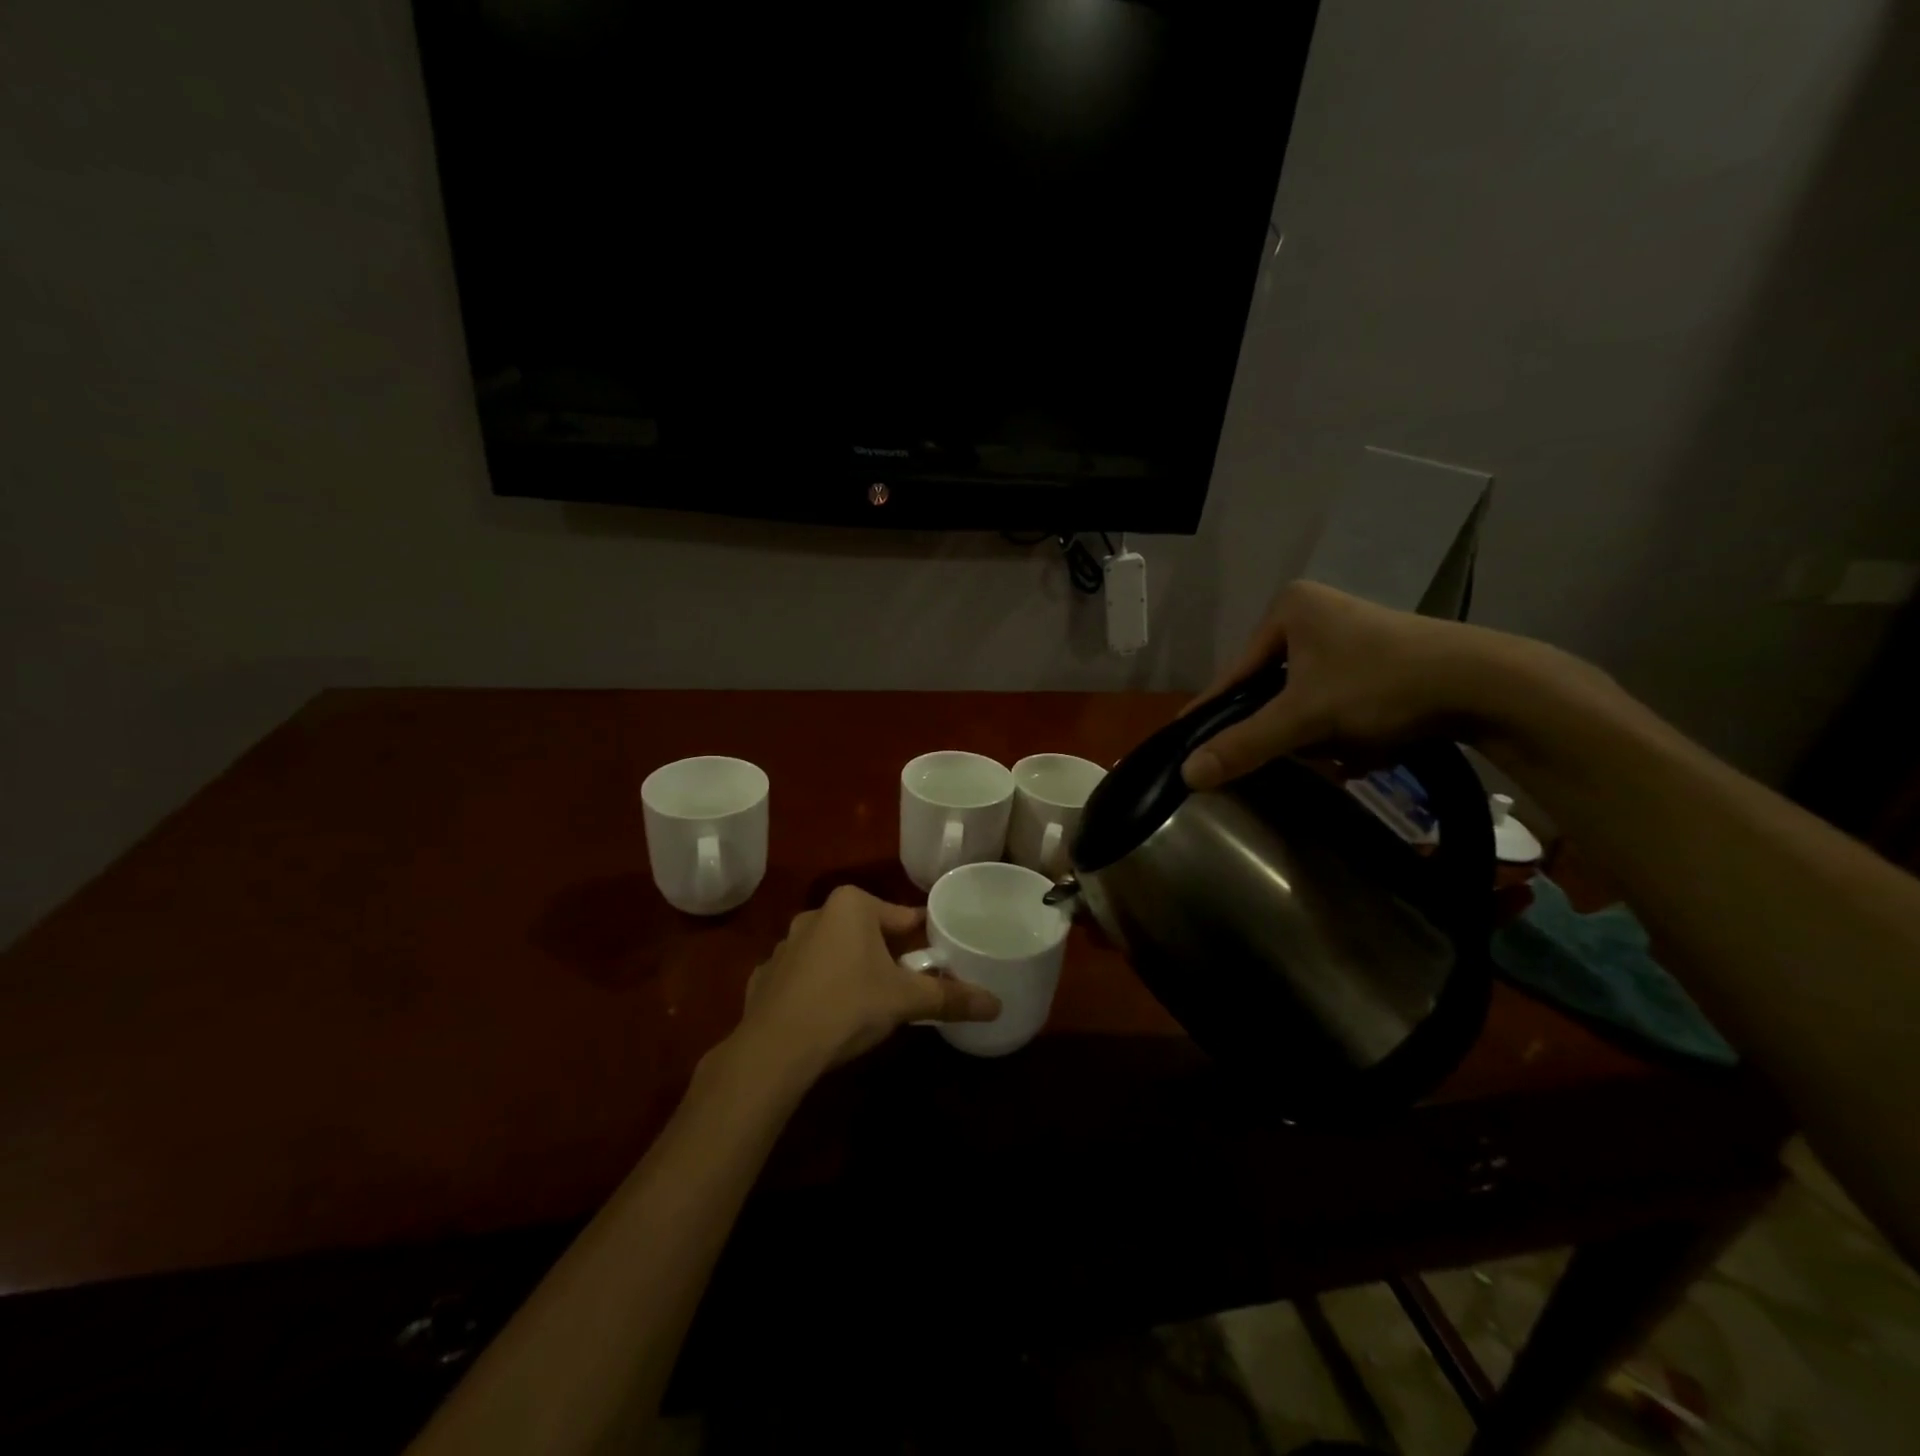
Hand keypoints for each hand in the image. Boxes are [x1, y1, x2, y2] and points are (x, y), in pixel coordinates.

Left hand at [734, 886, 1000, 1076]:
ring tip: (867, 1005)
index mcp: (851, 905)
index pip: (902, 917)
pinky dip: (817, 991)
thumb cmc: (848, 1006)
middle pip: (867, 933)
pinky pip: (803, 978)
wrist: (774, 1050)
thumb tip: (997, 1004)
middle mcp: (815, 914)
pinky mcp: (764, 978)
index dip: (923, 940)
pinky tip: (826, 1018)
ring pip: (833, 954)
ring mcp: (784, 946)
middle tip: (906, 987)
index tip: (938, 960)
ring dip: (851, 971)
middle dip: (887, 957)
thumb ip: (950, 998)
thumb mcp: (906, 1000)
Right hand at [1181, 581, 1521, 790]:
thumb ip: (1244, 744)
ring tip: (1340, 751)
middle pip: (1272, 688)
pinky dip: (1344, 727)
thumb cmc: (1382, 685)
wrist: (1489, 685)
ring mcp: (1350, 634)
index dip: (1215, 712)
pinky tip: (1364, 746)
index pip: (1234, 672)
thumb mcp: (1304, 718)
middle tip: (1291, 754)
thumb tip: (1186, 774)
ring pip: (1306, 699)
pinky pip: (1337, 699)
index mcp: (1288, 608)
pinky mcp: (1380, 657)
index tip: (1188, 743)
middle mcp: (1315, 612)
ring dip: (1317, 732)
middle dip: (1286, 727)